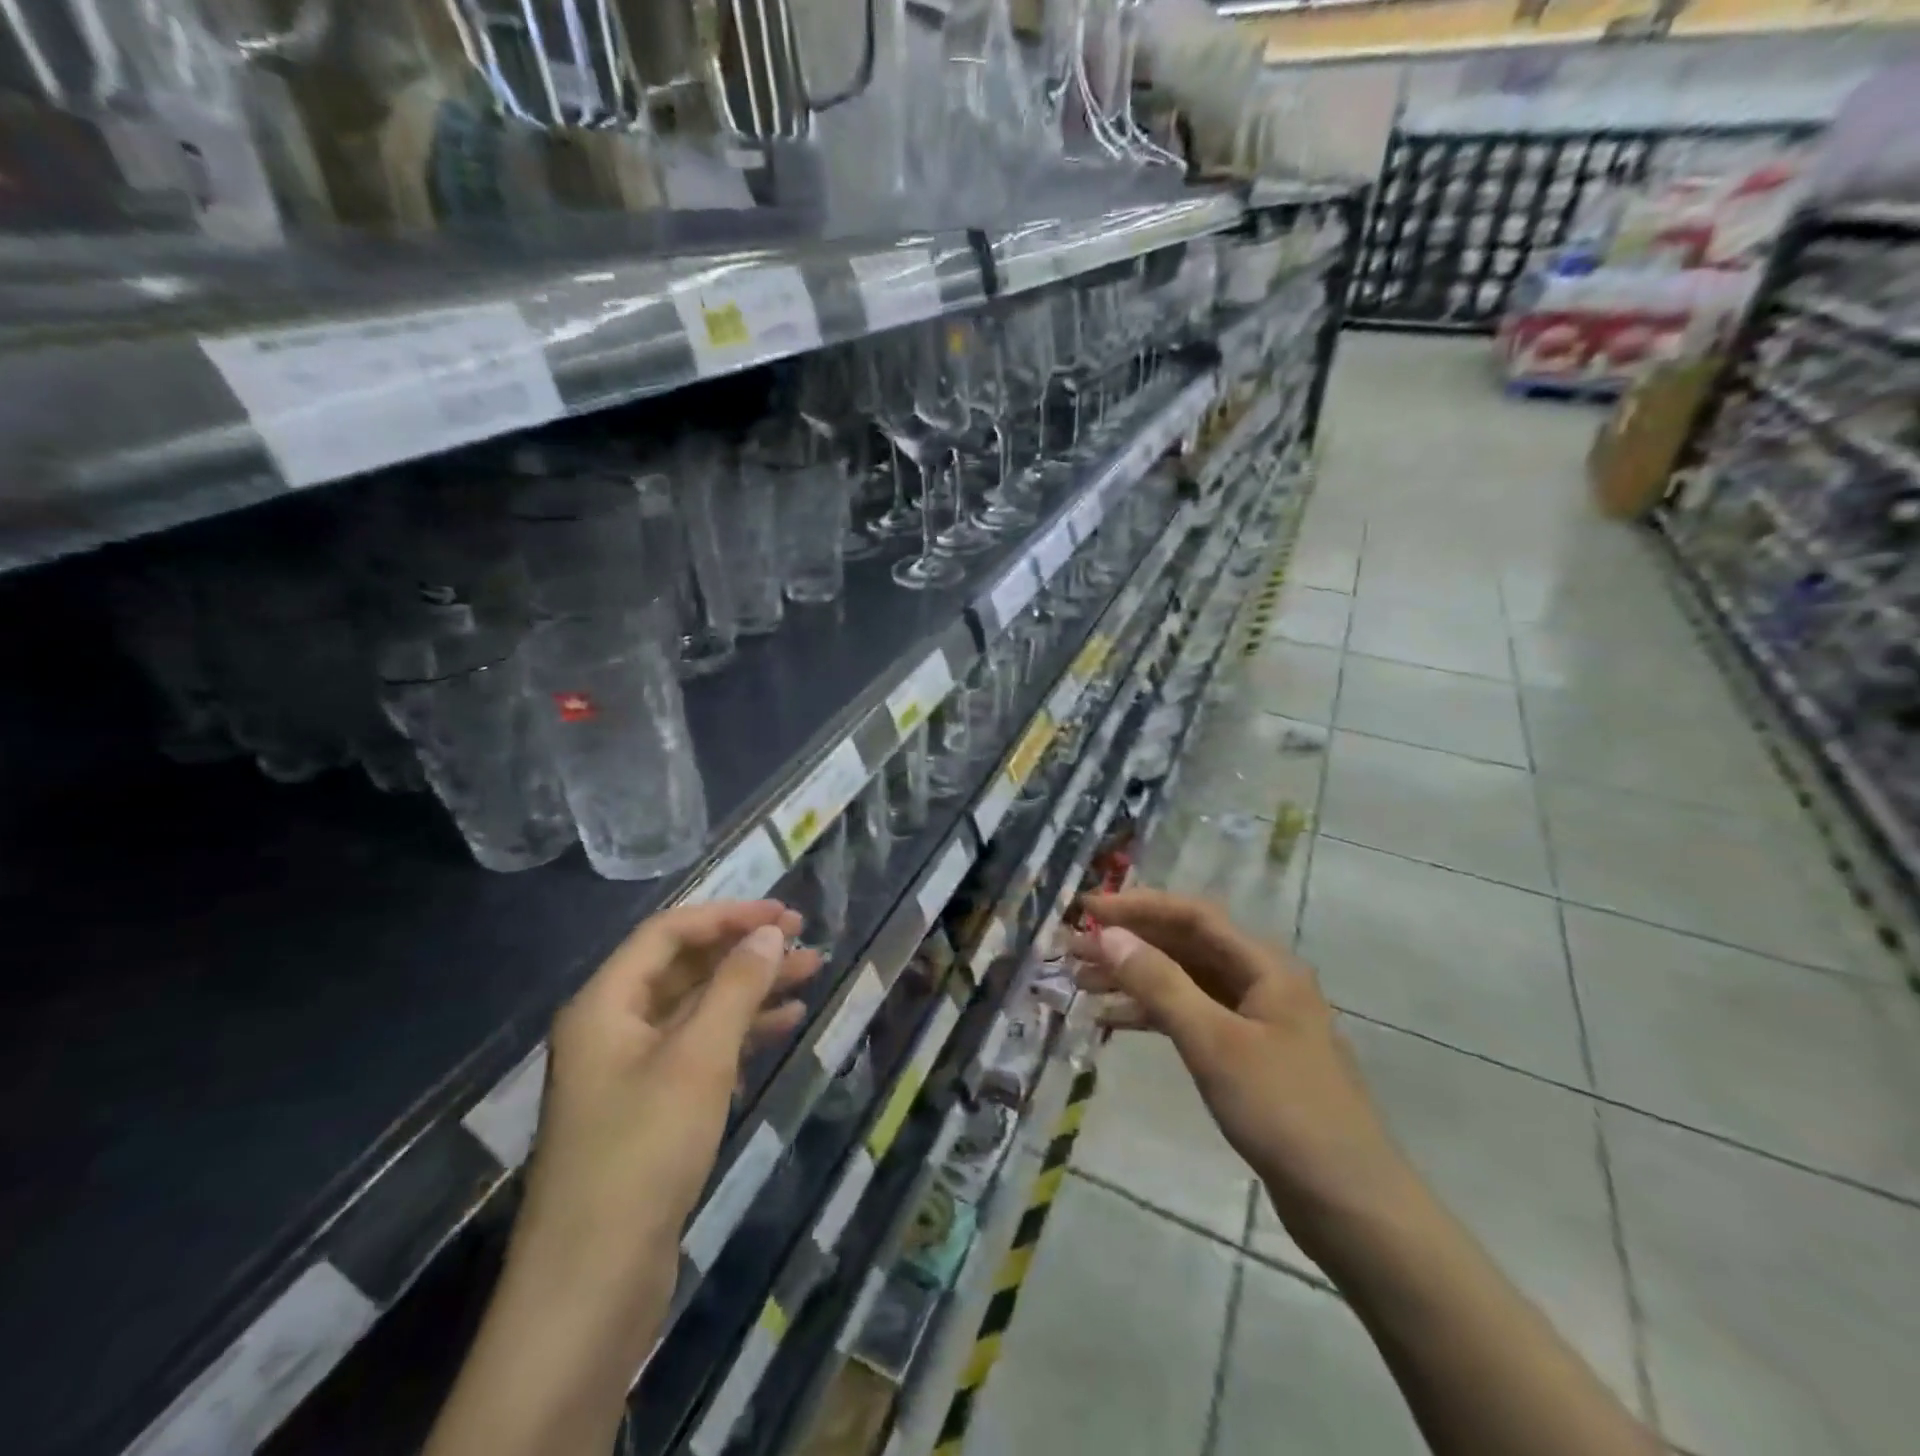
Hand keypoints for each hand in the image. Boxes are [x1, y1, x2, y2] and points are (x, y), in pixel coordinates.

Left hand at [425, 902, 818, 1455]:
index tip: (783, 916)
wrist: (592, 1285)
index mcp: (606, 1003)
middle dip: (746, 951)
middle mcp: (613, 1027)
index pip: (670, 933)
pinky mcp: (650, 1108)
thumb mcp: (698, 1059)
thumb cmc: (642, 1153)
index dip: (728, 916)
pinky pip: (700, 1049)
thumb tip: (769, 935)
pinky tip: (783, 1026)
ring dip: (752, 990)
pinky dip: (741, 1033)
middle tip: (805, 941)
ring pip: (698, 1008)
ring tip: (810, 975)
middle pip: (686, 967)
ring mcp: (631, 1071)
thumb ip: (736, 988)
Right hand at [1070, 889, 1406, 1236]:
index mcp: (1265, 966)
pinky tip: (1116, 1021)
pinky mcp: (1250, 1056)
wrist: (1351, 1205)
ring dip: (1137, 977)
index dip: (1137, 907)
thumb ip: (1159, 984)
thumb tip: (1110, 935)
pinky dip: (1156, 1014)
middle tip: (1074, 948)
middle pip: (1187, 945)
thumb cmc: (1283, 1111)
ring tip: (1083, 981)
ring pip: (1187, 981)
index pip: (1192, 915)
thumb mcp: (1213, 1041)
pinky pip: (1194, 1016)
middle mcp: (1262, 982)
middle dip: (1131, 942)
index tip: (1087, 910)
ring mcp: (1257, 1021)